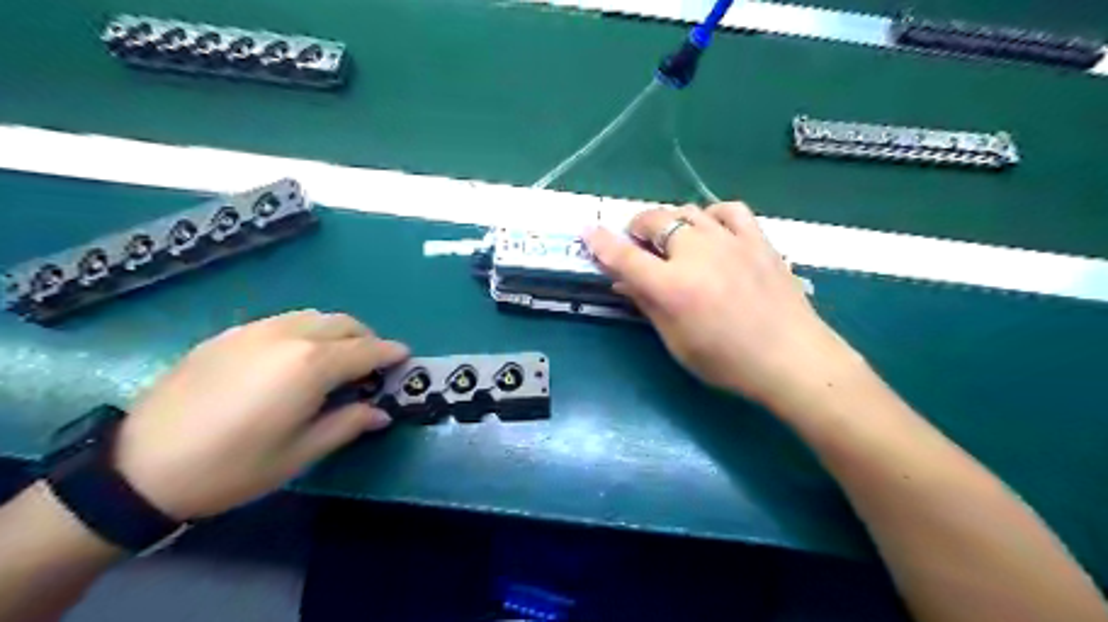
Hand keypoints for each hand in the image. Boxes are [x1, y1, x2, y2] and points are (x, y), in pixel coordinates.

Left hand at [111, 310, 407, 520]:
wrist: (139, 467)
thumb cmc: (233, 467)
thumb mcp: (300, 453)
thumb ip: (348, 424)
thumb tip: (382, 413)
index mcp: (311, 365)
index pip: (366, 350)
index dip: (390, 353)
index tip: (405, 357)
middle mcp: (288, 336)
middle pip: (343, 323)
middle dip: (366, 339)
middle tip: (371, 364)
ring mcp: (255, 331)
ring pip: (314, 316)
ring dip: (336, 332)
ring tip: (336, 359)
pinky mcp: (229, 335)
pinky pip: (283, 321)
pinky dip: (305, 331)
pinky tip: (294, 358)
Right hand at [583, 201, 859, 408]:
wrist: (792, 359)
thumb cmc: (728, 362)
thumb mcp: (677, 342)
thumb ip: (648, 306)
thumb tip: (623, 282)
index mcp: (672, 287)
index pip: (625, 256)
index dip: (601, 242)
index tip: (587, 230)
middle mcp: (697, 254)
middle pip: (656, 221)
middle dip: (636, 227)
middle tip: (634, 242)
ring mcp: (730, 241)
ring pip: (688, 211)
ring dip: (670, 220)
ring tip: (669, 238)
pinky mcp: (757, 239)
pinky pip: (729, 210)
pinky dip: (711, 215)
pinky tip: (710, 229)